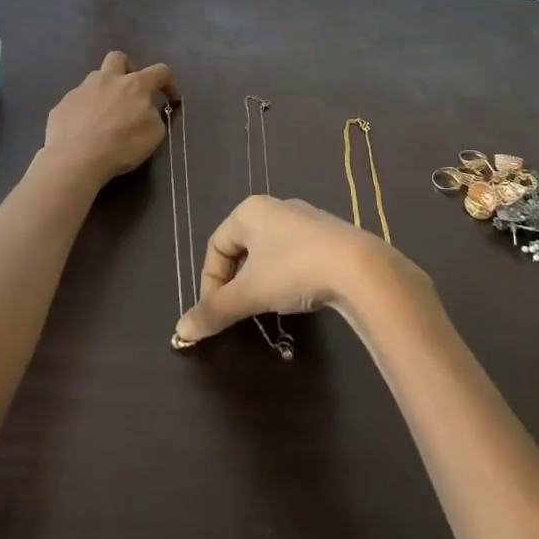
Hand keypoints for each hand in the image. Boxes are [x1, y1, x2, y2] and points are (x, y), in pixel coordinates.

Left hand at [41, 52, 178, 185]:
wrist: (75, 158)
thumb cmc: (121, 145)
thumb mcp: (154, 134)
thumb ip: (154, 115)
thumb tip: (148, 109)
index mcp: (135, 85)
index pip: (159, 71)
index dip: (169, 82)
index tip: (171, 98)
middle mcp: (107, 79)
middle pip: (118, 58)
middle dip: (127, 68)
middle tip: (129, 89)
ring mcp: (81, 89)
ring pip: (95, 79)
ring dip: (103, 91)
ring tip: (104, 115)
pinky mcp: (62, 104)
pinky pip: (77, 101)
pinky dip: (84, 111)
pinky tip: (83, 129)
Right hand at [174, 195, 431, 345]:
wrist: (359, 267)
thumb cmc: (294, 270)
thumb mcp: (250, 294)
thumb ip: (214, 311)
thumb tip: (180, 332)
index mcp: (249, 210)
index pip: (216, 246)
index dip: (210, 281)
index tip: (217, 312)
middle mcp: (275, 207)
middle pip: (242, 247)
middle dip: (236, 281)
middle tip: (240, 310)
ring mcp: (306, 219)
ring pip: (269, 251)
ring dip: (261, 279)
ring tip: (267, 306)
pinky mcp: (329, 235)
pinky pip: (295, 254)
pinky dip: (287, 276)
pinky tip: (297, 296)